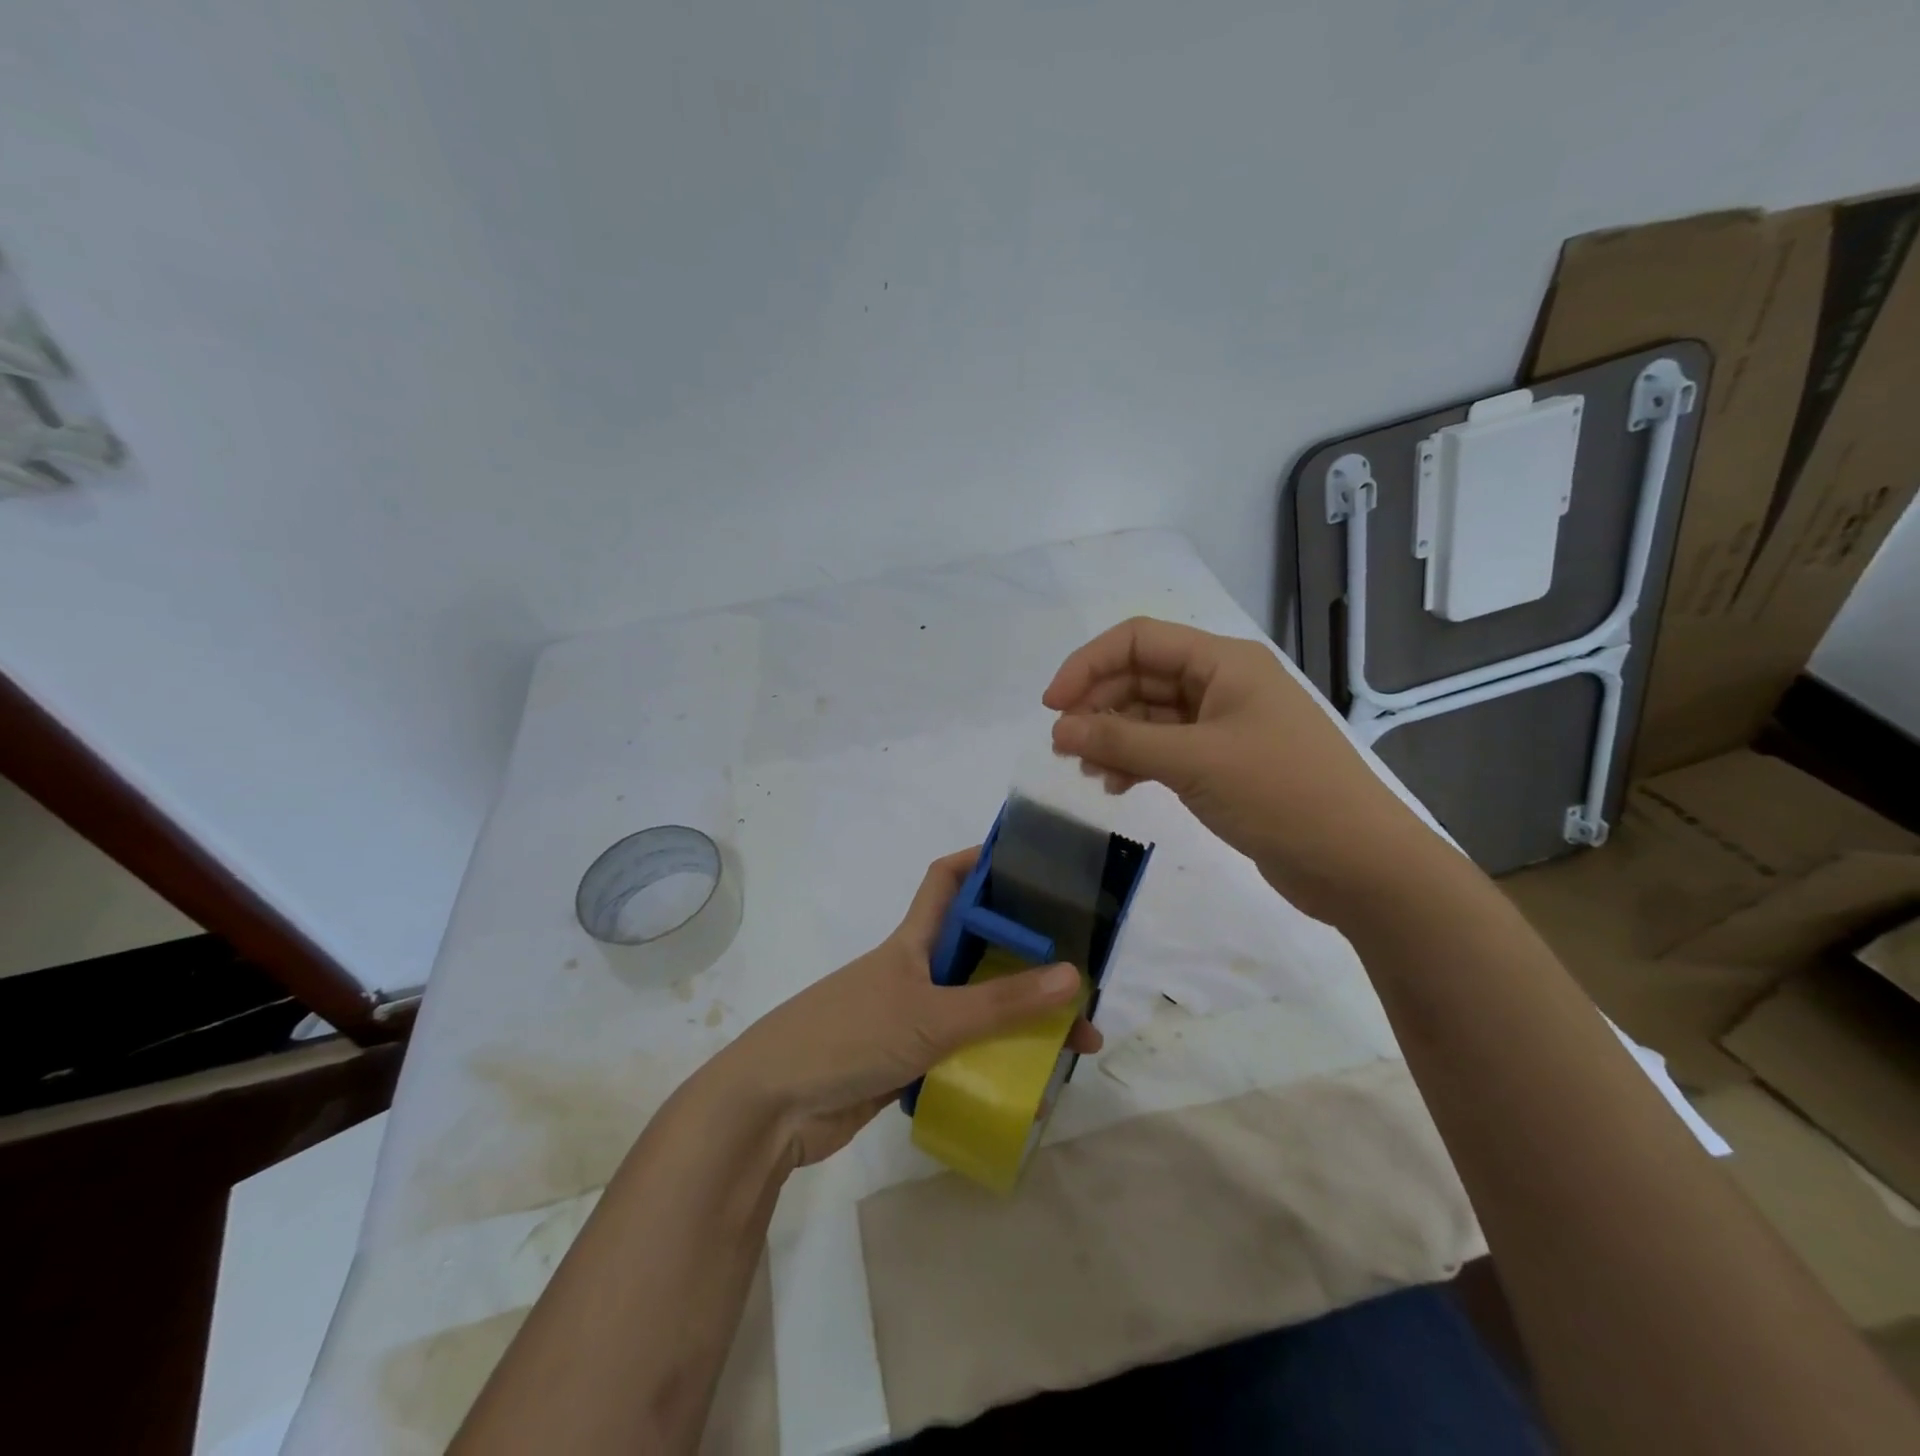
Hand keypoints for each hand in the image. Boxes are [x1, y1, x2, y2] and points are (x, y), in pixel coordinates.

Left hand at [702, 849, 1101, 1167]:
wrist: (773, 1108)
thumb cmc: (848, 1037)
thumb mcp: (931, 1015)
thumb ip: (1001, 1002)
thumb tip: (1073, 976)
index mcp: (914, 940)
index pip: (948, 880)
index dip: (982, 861)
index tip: (1033, 860)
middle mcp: (917, 971)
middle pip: (979, 948)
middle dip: (1027, 956)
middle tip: (1082, 971)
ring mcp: (912, 1018)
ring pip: (977, 1006)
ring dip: (1020, 1019)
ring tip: (1075, 1042)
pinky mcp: (910, 1062)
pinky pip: (965, 1053)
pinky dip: (996, 1063)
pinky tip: (1033, 1083)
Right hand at [1043, 617, 1439, 923]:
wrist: (1358, 863)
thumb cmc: (1281, 794)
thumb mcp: (1194, 761)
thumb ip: (1121, 740)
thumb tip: (1059, 729)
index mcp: (1223, 662)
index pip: (1138, 640)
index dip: (1087, 664)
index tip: (1052, 707)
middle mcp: (1222, 684)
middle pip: (1140, 676)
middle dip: (1097, 706)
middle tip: (1064, 747)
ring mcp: (1223, 725)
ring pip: (1149, 715)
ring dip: (1113, 737)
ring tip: (1087, 772)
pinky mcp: (1223, 763)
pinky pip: (1165, 748)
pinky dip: (1136, 762)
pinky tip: (1116, 787)